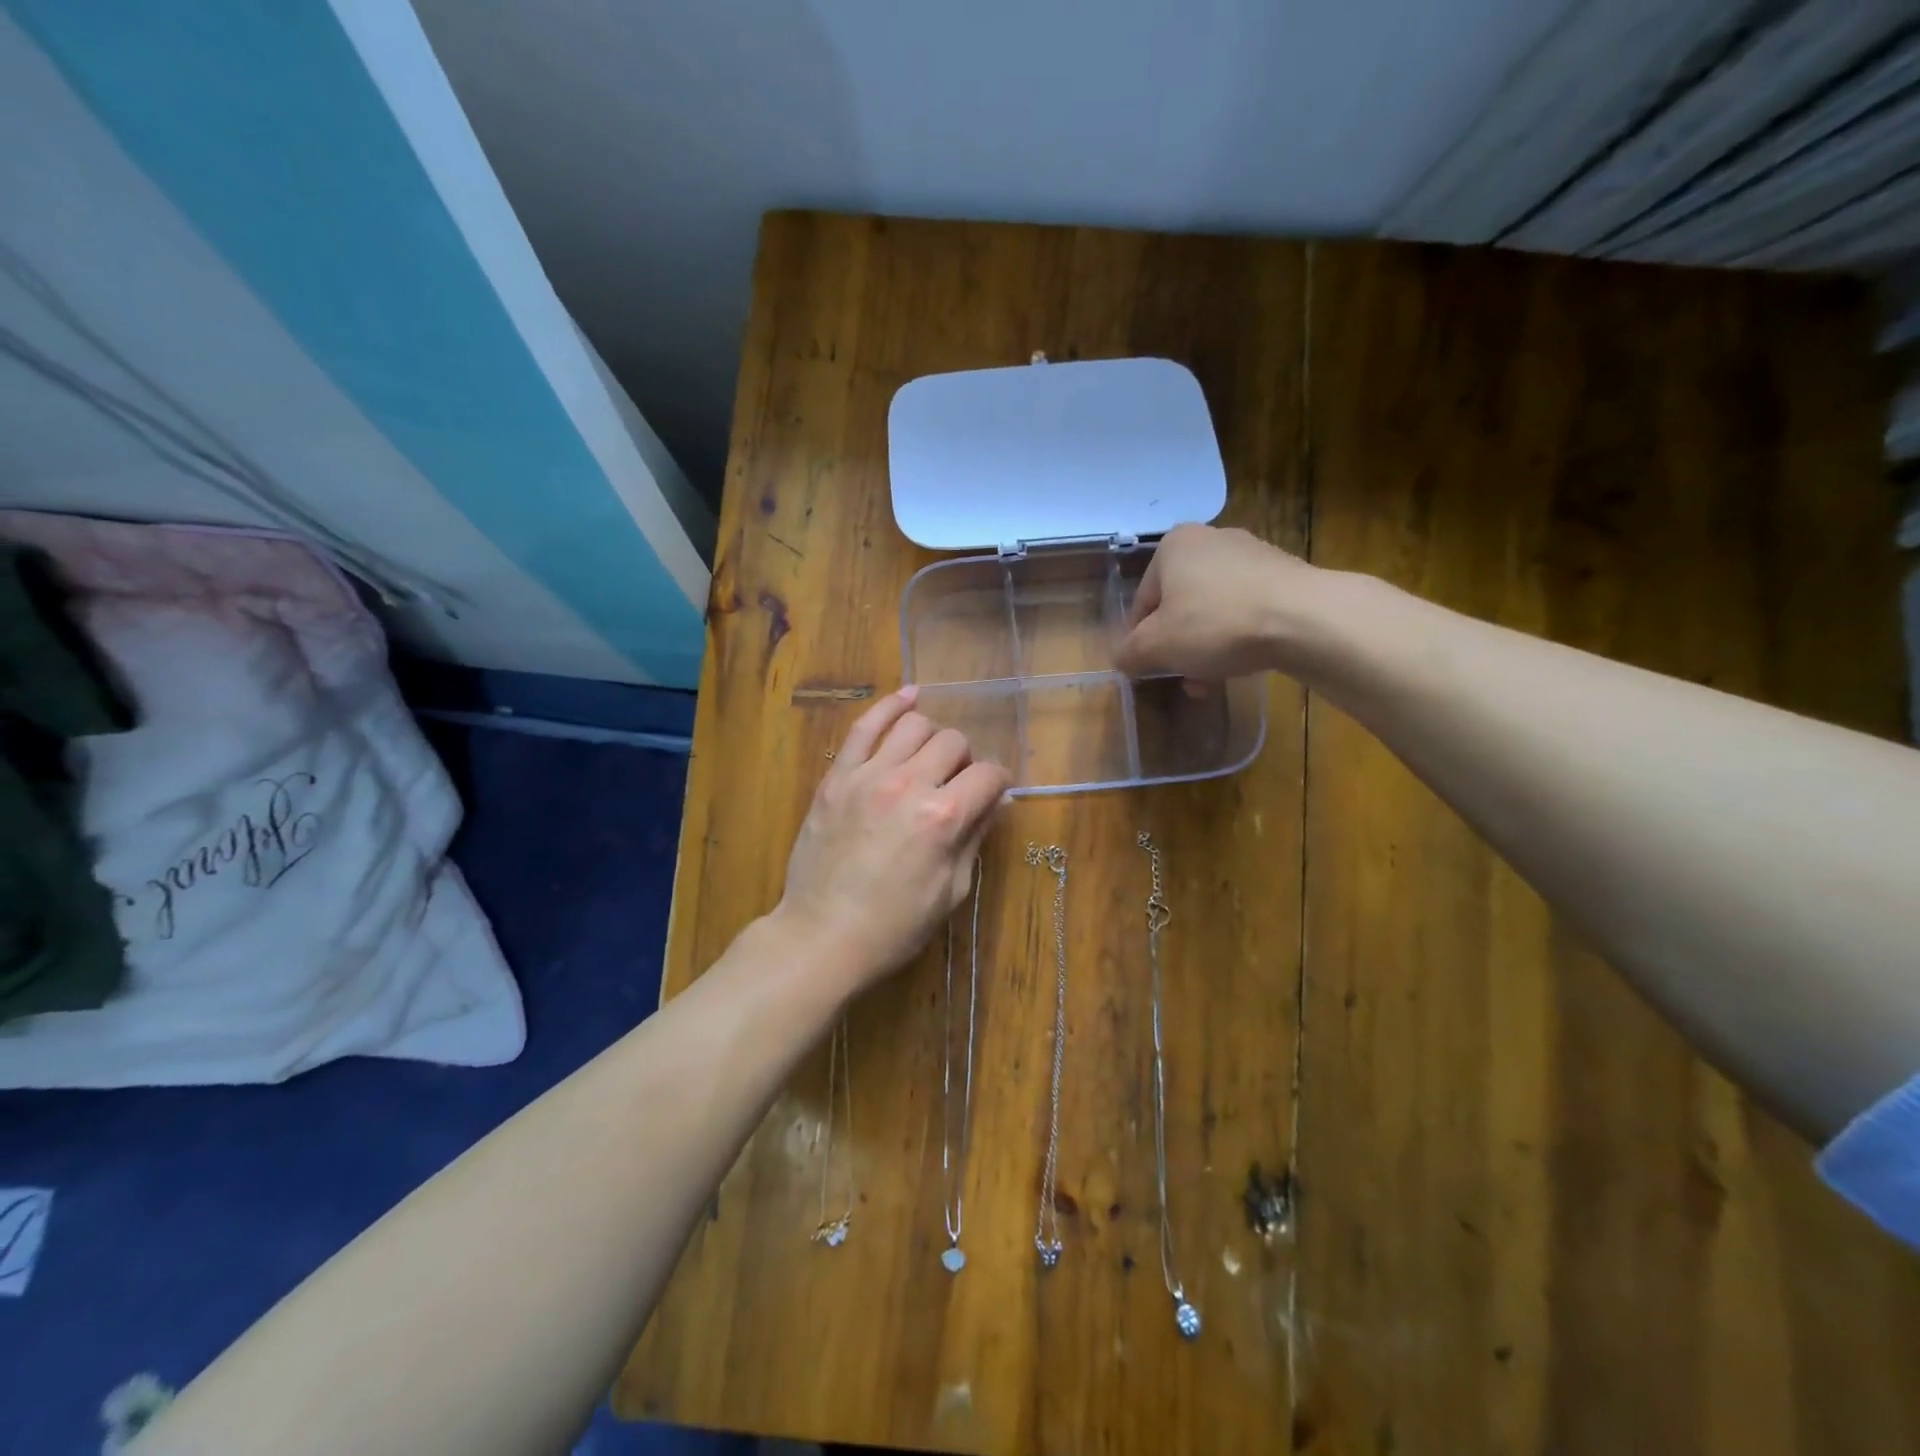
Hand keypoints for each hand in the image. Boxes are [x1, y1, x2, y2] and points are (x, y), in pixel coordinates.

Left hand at [775, 687, 1010, 993]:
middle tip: (955, 783)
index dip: (997, 783)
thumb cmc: (895, 926)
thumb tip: (995, 801)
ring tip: (929, 756)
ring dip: (932, 736)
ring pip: (914, 725)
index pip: (988, 775)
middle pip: (953, 742)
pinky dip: (889, 706)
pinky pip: (864, 726)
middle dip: (965, 760)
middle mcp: (909, 784)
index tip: (993, 793)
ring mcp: (868, 775)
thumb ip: (975, 836)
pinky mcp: (837, 777)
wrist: (822, 936)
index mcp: (943, 818)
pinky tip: (907, 697)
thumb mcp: (952, 890)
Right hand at [1114, 523, 1319, 681]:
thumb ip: (1129, 653)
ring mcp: (1252, 553)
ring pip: (1212, 609)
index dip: (1141, 641)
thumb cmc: (1216, 624)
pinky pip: (1246, 609)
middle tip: (1185, 676)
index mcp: (1173, 546)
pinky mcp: (1284, 573)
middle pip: (1179, 605)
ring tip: (1213, 678)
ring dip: (1206, 645)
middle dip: (1178, 645)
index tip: (1151, 669)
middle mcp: (1210, 539)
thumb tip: (1123, 659)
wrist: (1304, 618)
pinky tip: (1243, 661)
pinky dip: (1238, 635)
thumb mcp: (1156, 646)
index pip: (1142, 602)